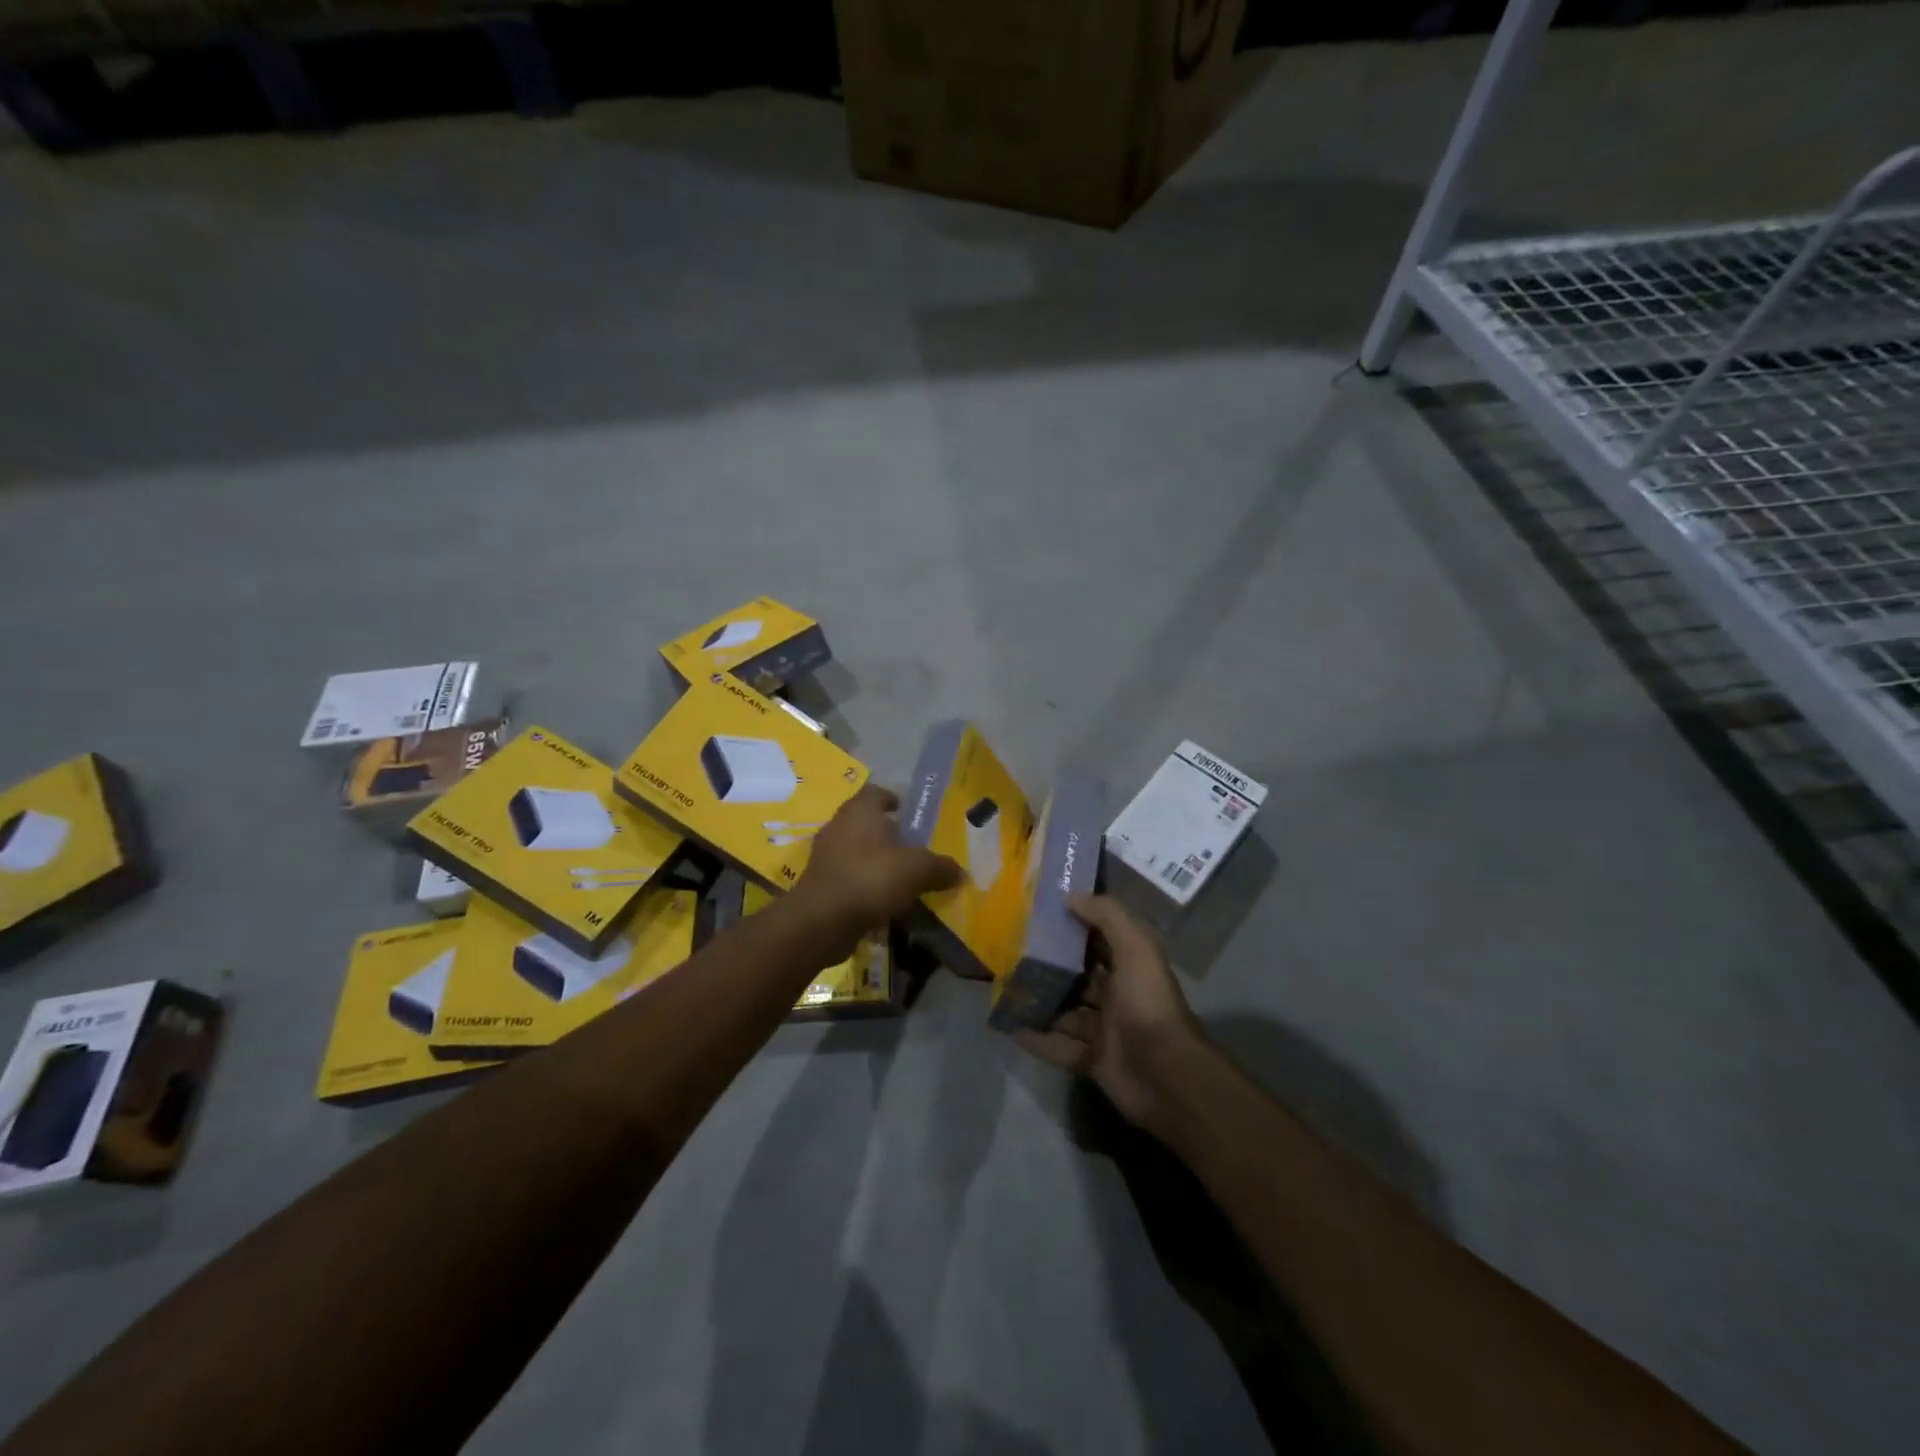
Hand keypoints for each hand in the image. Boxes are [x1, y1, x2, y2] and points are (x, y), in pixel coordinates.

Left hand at [791, 784, 961, 954]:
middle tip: (913, 848)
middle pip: (866, 822)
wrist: (822, 920)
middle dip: (888, 834)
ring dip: (876, 861)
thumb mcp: (917, 870)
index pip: (876, 792)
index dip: (893, 799)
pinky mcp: (820, 883)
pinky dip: (865, 884)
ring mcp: (826, 856)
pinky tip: (884, 900)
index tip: (908, 813)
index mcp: (860, 810)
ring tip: (902, 877)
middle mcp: (839, 826)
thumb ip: (940, 867)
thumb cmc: (871, 878)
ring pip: (857, 851)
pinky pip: (849, 877)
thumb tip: (960, 871)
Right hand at [1014, 894, 1210, 1135]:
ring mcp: (1104, 1030)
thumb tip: (1071, 896)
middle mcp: (1117, 996)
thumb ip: (1107, 917)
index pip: (1098, 940)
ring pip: (1064, 1011)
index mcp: (1129, 966)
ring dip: (1039, 1001)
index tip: (1039, 912)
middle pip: (1077, 976)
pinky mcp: (1092, 1061)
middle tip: (1010, 951)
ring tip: (1004, 987)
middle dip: (1049, 965)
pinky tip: (1009, 1026)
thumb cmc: (1148, 1005)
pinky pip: (1058, 1046)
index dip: (1073, 925)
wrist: (1165, 1076)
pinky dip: (1036, 1038)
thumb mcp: (1136, 949)